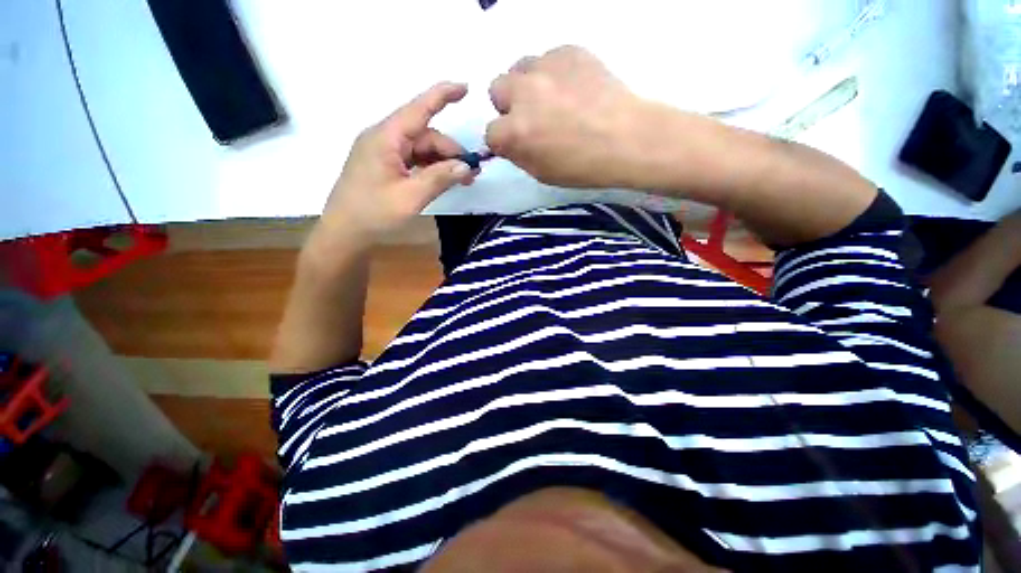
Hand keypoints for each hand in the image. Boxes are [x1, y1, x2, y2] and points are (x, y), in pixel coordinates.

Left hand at [319, 82, 474, 245]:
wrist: (345, 233)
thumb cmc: (374, 214)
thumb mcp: (411, 197)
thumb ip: (440, 178)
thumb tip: (466, 166)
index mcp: (385, 138)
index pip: (418, 109)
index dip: (442, 96)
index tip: (466, 88)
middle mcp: (384, 139)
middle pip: (425, 135)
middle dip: (450, 151)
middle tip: (472, 174)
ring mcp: (384, 153)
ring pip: (421, 149)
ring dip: (443, 162)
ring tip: (463, 180)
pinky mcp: (385, 166)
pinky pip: (413, 160)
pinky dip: (431, 168)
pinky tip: (443, 181)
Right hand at [486, 46, 644, 188]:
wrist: (628, 139)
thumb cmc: (583, 166)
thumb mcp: (542, 173)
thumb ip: (519, 154)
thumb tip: (511, 141)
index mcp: (513, 133)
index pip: (491, 133)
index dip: (505, 140)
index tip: (520, 143)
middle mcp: (521, 94)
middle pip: (497, 90)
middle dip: (510, 105)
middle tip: (534, 117)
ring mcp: (544, 66)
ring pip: (520, 68)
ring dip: (529, 85)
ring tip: (554, 99)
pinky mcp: (568, 50)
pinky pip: (549, 58)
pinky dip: (555, 73)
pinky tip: (574, 87)